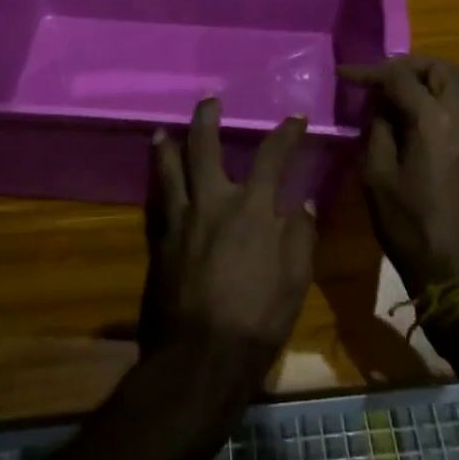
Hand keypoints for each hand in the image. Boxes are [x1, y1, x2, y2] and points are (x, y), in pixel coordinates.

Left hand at [142, 99, 317, 359]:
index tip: (296, 119)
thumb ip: (300, 237)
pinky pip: (156, 202)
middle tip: (209, 102)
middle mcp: (213, 202)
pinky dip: (156, 186)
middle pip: (204, 147)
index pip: (272, 156)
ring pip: (169, 169)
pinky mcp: (160, 242)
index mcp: (252, 209)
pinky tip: (155, 184)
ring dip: (167, 145)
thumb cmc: (257, 320)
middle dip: (207, 119)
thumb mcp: (295, 281)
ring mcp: (181, 220)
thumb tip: (303, 204)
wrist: (200, 358)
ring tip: (162, 131)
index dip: (286, 133)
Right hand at [342, 56, 458, 296]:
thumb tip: (381, 108)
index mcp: (434, 122)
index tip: (345, 75)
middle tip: (380, 77)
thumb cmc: (411, 228)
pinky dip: (434, 101)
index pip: (402, 76)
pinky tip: (408, 120)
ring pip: (455, 87)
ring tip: (390, 96)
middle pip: (443, 68)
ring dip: (424, 81)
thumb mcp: (377, 178)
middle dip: (409, 65)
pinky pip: (457, 108)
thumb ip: (378, 131)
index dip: (371, 71)